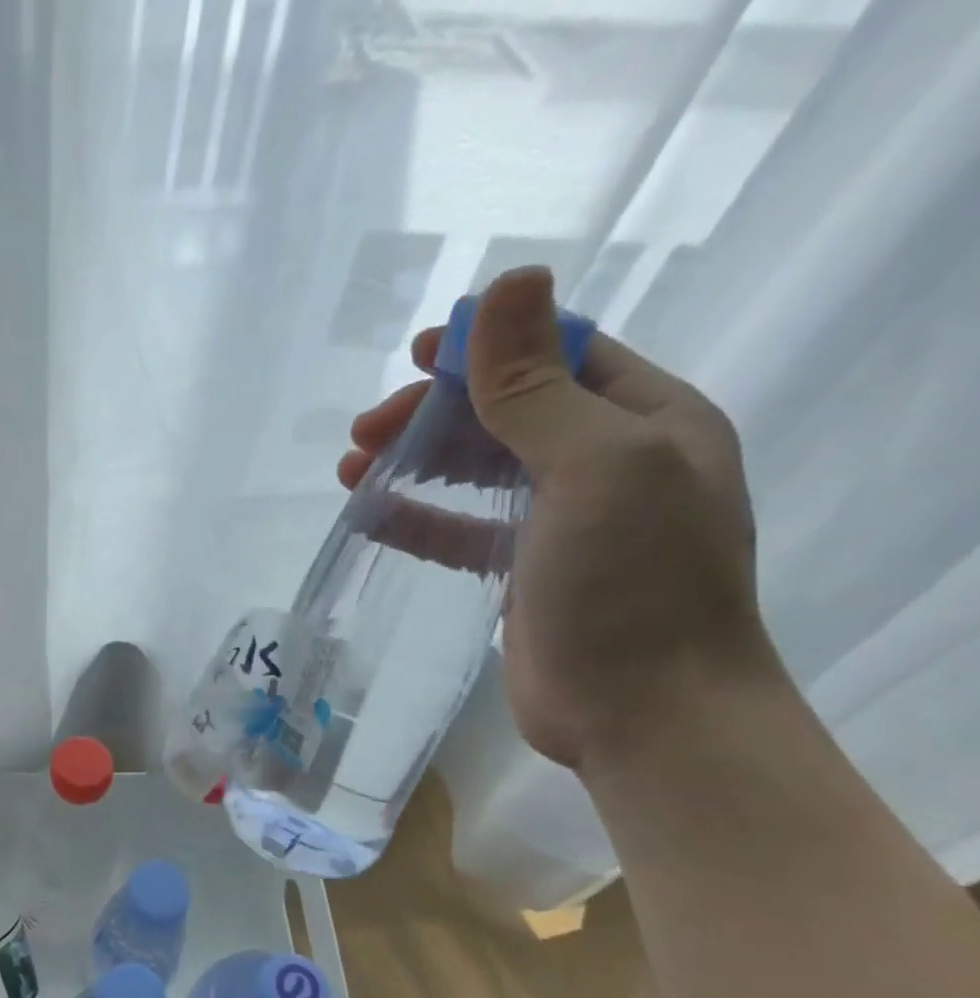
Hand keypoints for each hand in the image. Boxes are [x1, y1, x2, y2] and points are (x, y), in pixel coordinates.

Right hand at [338, 267, 779, 771]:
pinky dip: (417, 517)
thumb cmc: (633, 583)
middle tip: (363, 431)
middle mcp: (609, 463)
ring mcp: (565, 522)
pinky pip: (461, 529)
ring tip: (350, 468)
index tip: (414, 355)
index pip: (559, 357)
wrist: (646, 714)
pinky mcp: (523, 573)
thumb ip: (537, 385)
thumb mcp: (593, 466)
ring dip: (415, 462)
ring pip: (477, 471)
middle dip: (432, 414)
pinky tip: (371, 515)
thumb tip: (506, 283)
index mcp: (646, 421)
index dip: (486, 347)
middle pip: (506, 413)